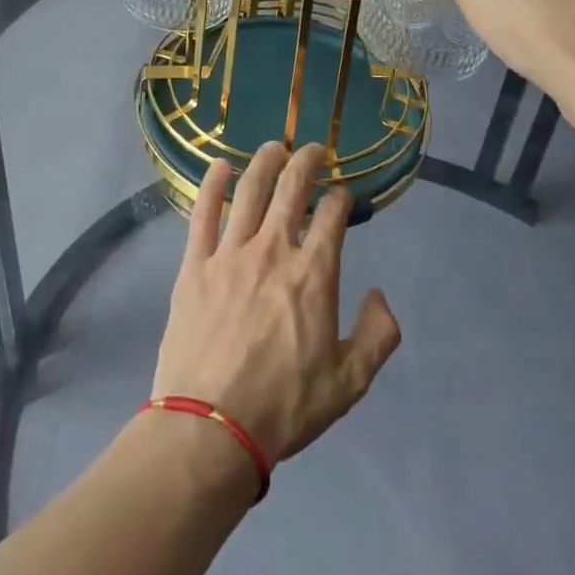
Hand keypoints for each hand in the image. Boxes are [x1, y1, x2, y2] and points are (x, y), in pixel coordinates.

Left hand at [153, 143, 400, 468]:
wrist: (210, 428)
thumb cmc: (284, 406)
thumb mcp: (350, 382)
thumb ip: (379, 335)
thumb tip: (379, 295)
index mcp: (314, 274)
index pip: (332, 216)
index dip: (341, 198)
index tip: (343, 197)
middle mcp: (274, 251)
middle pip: (292, 189)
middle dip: (307, 162)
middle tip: (314, 150)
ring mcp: (230, 254)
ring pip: (249, 191)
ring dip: (265, 162)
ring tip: (274, 147)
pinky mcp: (195, 265)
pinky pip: (202, 213)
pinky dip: (212, 184)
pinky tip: (220, 167)